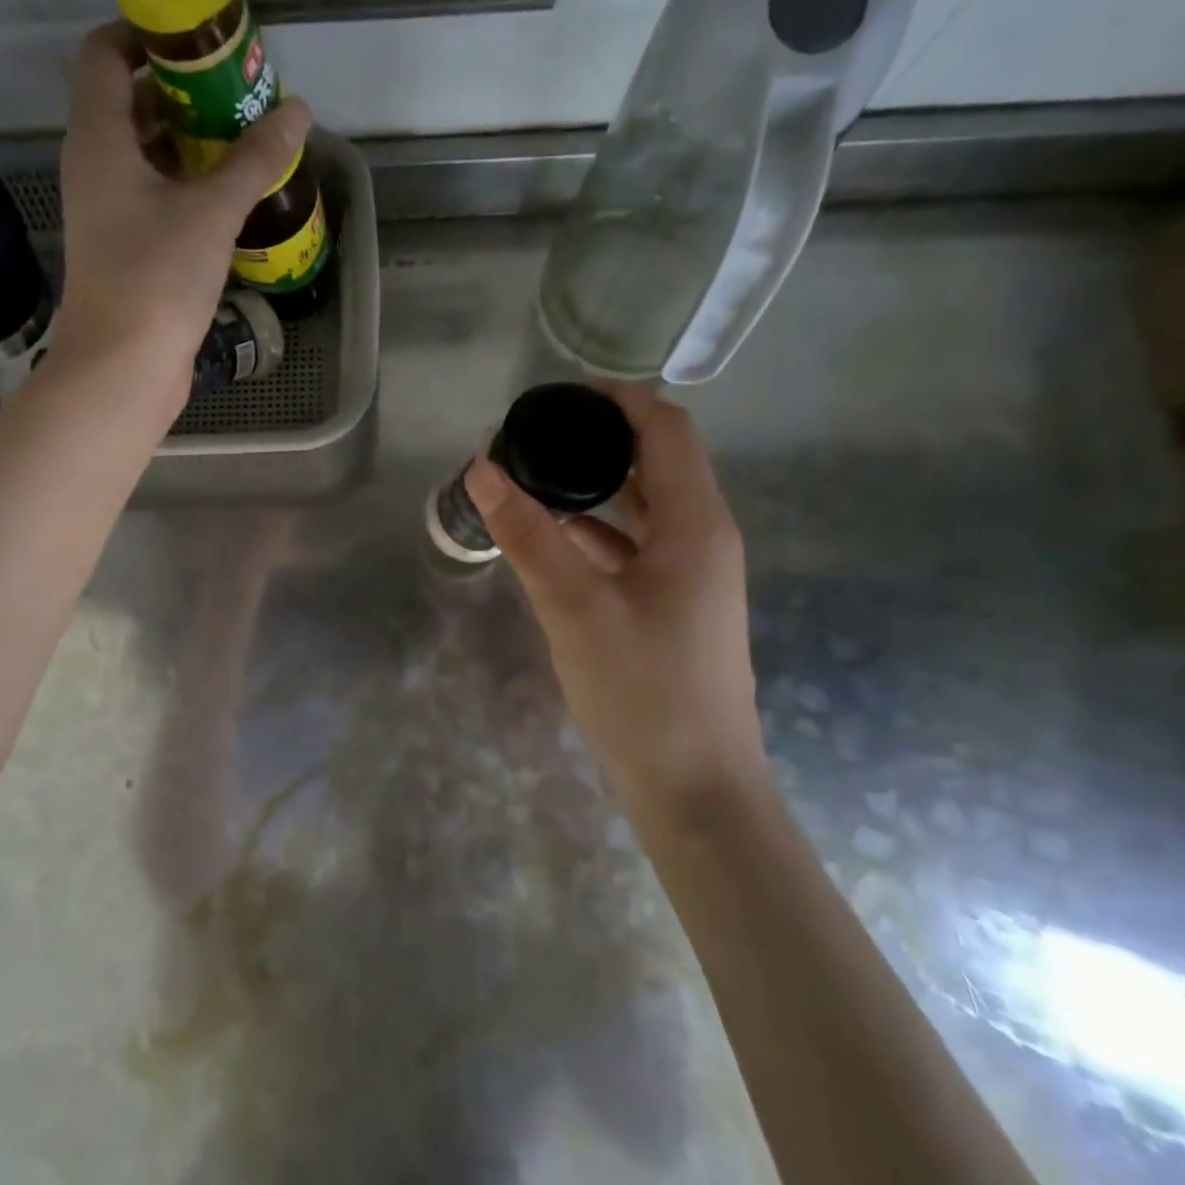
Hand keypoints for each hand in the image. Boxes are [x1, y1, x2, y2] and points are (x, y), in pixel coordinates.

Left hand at [53, 22, 311, 388]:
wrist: (122, 368)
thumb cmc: (156, 278)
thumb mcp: (212, 211)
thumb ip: (254, 158)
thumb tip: (297, 112)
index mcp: (99, 138)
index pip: (105, 54)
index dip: (146, 34)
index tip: (201, 39)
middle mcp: (95, 166)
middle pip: (130, 103)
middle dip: (182, 91)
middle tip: (239, 93)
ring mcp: (108, 212)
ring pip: (146, 156)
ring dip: (191, 143)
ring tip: (245, 141)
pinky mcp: (126, 250)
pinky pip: (155, 197)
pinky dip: (188, 186)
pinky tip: (231, 197)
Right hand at [464, 391, 767, 825]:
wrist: (693, 788)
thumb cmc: (641, 691)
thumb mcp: (573, 607)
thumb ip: (527, 535)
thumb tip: (481, 470)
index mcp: (695, 524)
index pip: (665, 428)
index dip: (616, 399)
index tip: (555, 396)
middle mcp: (703, 538)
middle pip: (657, 462)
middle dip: (598, 441)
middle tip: (533, 437)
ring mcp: (692, 575)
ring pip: (644, 508)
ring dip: (595, 488)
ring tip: (533, 480)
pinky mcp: (674, 606)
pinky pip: (635, 547)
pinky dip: (596, 532)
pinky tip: (552, 541)